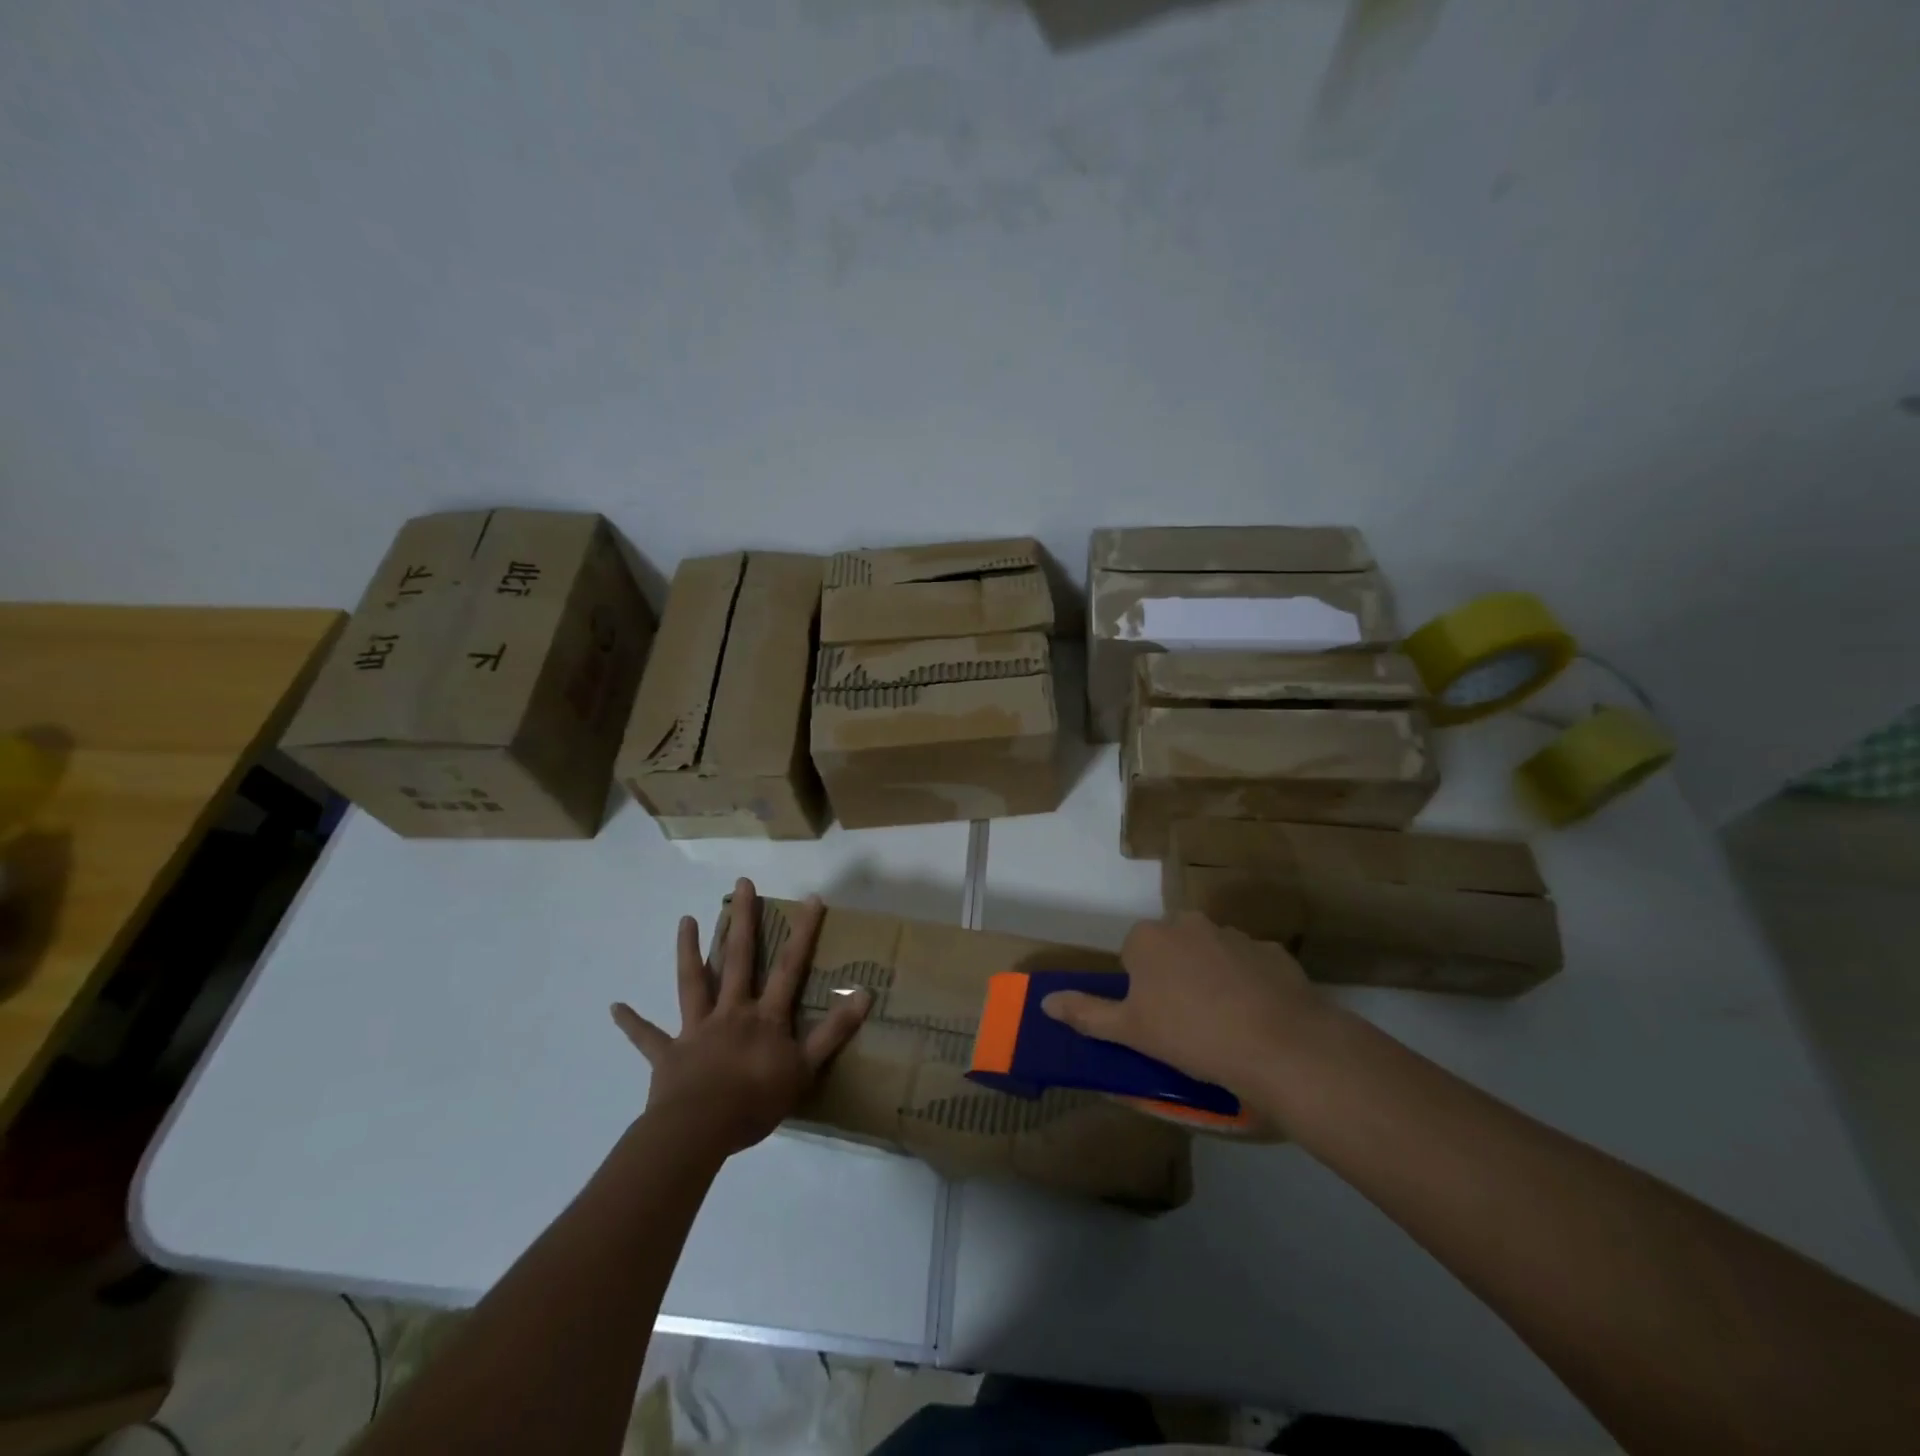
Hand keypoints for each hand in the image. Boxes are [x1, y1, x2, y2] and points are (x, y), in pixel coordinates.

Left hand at [611, 879, 870, 1158]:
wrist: (700, 1131)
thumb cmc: (756, 1100)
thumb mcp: (806, 1068)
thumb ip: (834, 1032)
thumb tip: (866, 994)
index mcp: (765, 1017)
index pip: (789, 968)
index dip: (802, 933)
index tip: (811, 898)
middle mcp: (731, 1012)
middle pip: (737, 959)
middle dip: (743, 920)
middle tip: (742, 884)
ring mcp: (696, 1030)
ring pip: (693, 982)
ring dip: (688, 951)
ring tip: (684, 919)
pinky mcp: (668, 1055)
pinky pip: (648, 1037)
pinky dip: (633, 1023)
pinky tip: (615, 1007)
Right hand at [1041, 912, 1326, 1102]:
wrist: (1278, 1044)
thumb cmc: (1190, 1034)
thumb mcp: (1129, 1031)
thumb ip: (1086, 1013)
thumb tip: (1045, 1001)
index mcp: (1149, 937)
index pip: (1133, 954)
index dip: (1141, 988)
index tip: (1155, 1019)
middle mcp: (1189, 923)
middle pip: (1172, 948)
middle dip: (1175, 976)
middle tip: (1185, 1021)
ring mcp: (1235, 934)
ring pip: (1212, 953)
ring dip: (1212, 977)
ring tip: (1224, 1023)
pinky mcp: (1273, 951)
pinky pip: (1251, 966)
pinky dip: (1250, 984)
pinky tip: (1257, 1017)